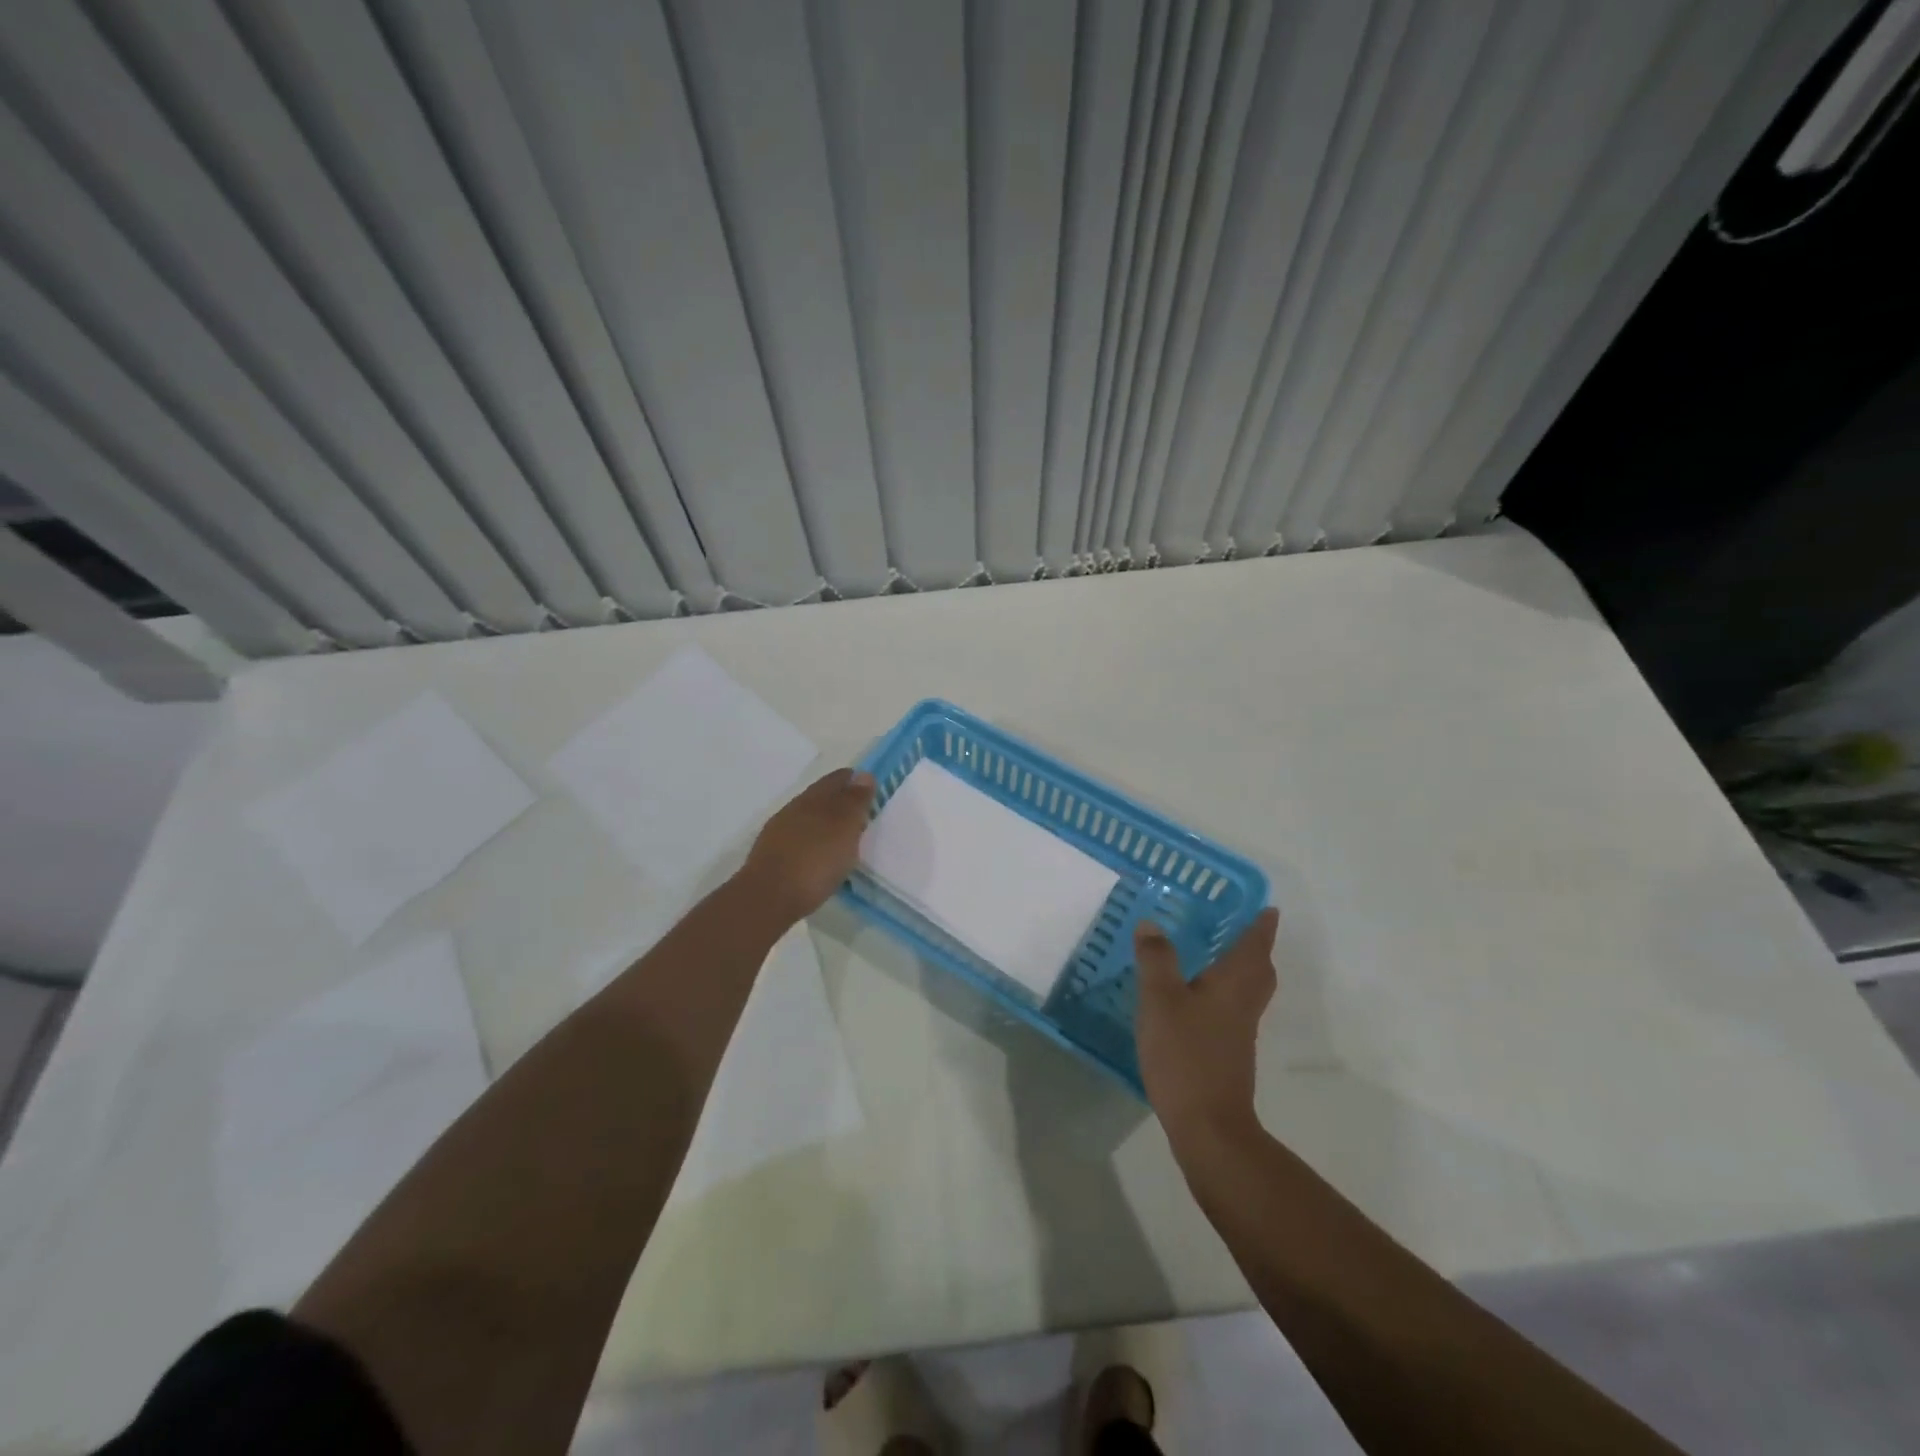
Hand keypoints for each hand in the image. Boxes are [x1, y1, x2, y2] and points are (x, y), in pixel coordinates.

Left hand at [738, 768, 877, 920]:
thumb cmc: (814, 860)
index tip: (871, 791)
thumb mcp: (844, 828)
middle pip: (821, 798)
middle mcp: (793, 810)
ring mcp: (779, 833)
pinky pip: (800, 840)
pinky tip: (821, 858)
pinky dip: (814, 843)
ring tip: (845, 840)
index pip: (837, 779)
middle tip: (862, 816)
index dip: (854, 781)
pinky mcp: (772, 857)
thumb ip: (854, 801)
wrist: (768, 898)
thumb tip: (862, 775)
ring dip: (826, 824)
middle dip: (840, 802)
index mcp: (812, 798)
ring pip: (809, 819)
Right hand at [1134, 908, 1278, 1144]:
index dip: (1262, 927)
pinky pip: (1232, 1011)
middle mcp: (1243, 1004)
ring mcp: (1238, 1033)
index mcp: (1234, 985)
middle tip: (1243, 930)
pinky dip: (1223, 995)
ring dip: (1241, 971)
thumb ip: (1156, 959)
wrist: (1208, 1125)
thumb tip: (1152, 923)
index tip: (1269, 909)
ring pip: (1248, 992)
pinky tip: (1196, 1000)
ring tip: (1218, 957)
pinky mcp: (1227, 1054)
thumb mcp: (1161, 1000)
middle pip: (1260, 971)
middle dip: (1256, 949)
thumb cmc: (1186, 1054)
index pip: (1255, 947)